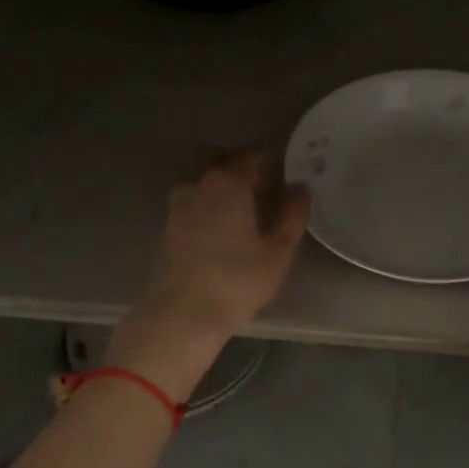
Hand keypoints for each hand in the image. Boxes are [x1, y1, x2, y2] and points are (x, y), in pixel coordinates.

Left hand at [109, 149, 310, 398]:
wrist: (182, 312)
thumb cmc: (238, 281)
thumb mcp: (278, 251)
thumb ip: (293, 215)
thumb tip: (300, 188)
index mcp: (231, 182)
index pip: (253, 156)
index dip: (271, 162)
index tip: (284, 176)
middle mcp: (201, 182)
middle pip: (220, 155)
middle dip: (240, 160)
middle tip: (260, 182)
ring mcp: (179, 200)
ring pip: (200, 171)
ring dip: (219, 174)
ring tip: (239, 200)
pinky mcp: (168, 221)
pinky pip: (190, 191)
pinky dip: (205, 193)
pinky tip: (219, 218)